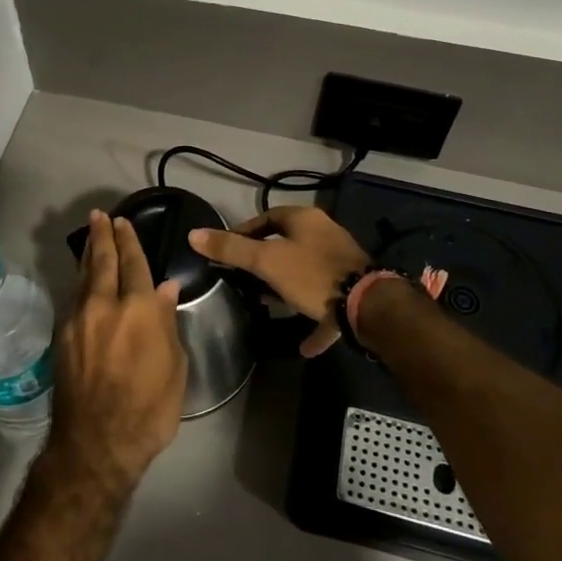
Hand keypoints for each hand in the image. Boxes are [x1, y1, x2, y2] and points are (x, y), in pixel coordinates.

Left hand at [45, 212, 187, 495]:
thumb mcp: (174, 368)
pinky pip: (73, 299)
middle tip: (100, 217)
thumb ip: (167, 324)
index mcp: (140, 309)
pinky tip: (83, 281)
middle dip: (103, 236)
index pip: (134, 264)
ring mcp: (79, 319)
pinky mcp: (62, 337)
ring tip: (90, 237)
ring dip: (88, 254)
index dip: (130, 241)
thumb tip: (165, 290)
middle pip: (103, 261)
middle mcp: (106, 305)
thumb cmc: (149, 409)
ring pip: (83, 277)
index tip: (123, 222)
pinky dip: (80, 284)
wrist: (96, 443)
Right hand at [189, 206, 369, 356]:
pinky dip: (313, 319)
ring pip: (305, 272)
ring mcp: (341, 262)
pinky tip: (303, 343)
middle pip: (287, 243)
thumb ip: (231, 249)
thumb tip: (193, 235)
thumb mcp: (266, 261)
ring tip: (267, 305)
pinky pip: (325, 303)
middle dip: (265, 261)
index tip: (227, 252)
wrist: (368, 306)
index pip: (266, 217)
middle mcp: (325, 234)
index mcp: (304, 219)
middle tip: (244, 278)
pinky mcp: (352, 290)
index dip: (244, 232)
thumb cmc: (312, 275)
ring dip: (287, 288)